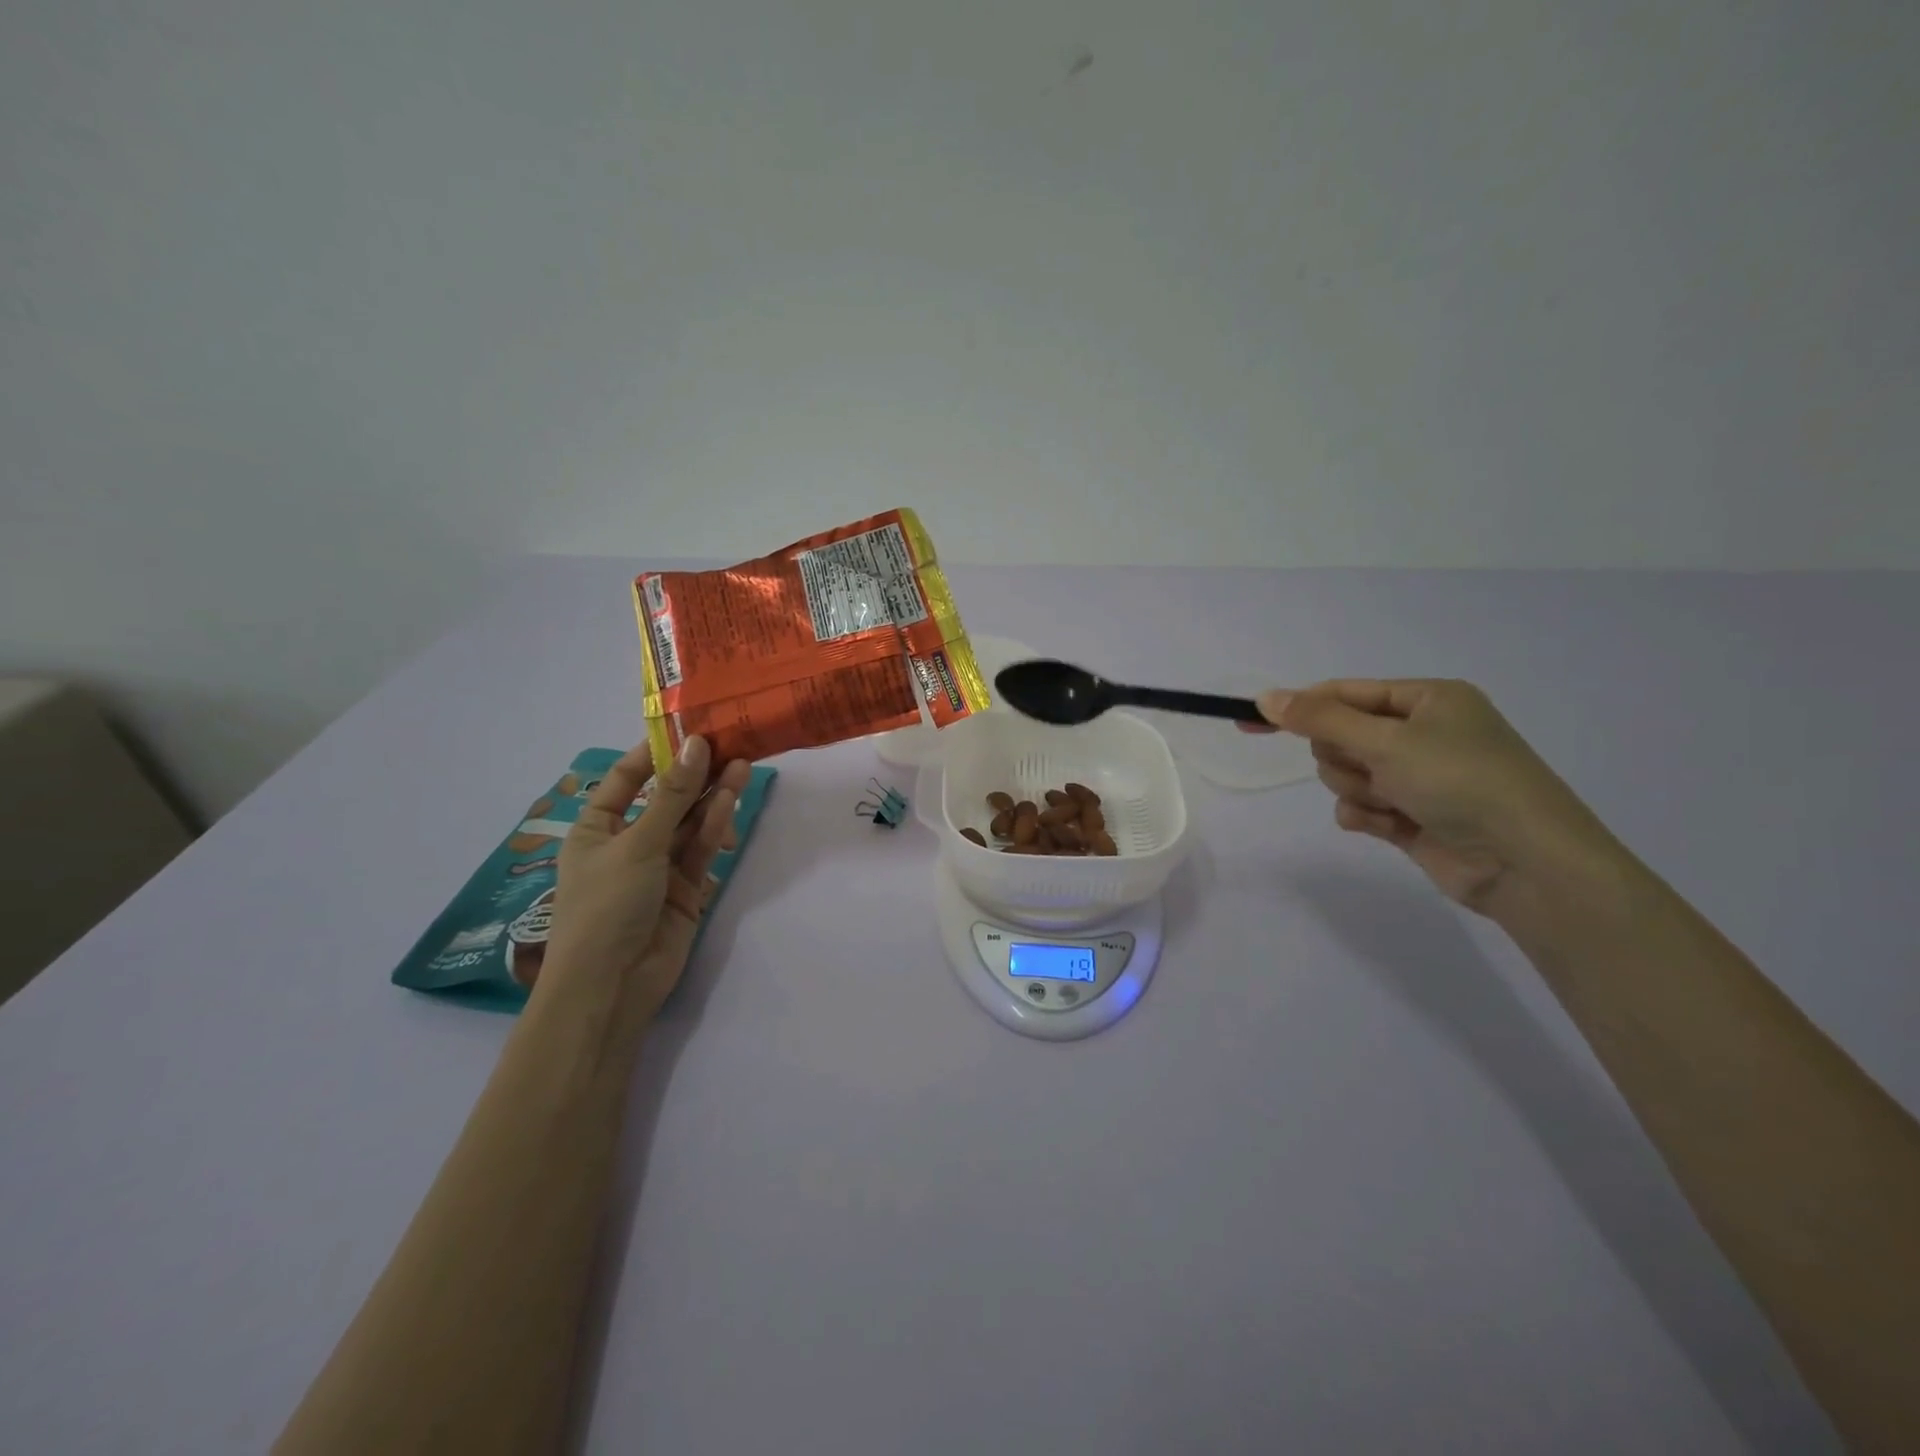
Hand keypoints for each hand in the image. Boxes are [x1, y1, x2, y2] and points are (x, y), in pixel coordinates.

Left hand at [541, 736, 752, 1021]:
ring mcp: (658, 866)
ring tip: (742, 765)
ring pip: (689, 822)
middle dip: (695, 774)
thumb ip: (673, 795)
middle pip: (666, 799)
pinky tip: (732, 800)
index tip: (689, 727)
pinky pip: (700, 849)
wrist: (612, 985)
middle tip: (729, 742)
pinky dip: (715, 826)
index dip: (655, 752)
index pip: (626, 779)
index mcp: (596, 827)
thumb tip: (696, 745)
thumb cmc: (606, 905)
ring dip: (712, 796)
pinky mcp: (686, 888)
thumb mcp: (637, 842)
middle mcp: (627, 842)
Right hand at [1252, 679, 1613, 914]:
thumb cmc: (1461, 782)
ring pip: (1347, 775)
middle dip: (1345, 758)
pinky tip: (1391, 826)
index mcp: (1428, 700)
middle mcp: (1423, 734)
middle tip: (1374, 769)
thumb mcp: (1387, 741)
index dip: (1299, 707)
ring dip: (1360, 790)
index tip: (1251, 720)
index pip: (1345, 694)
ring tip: (1394, 803)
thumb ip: (1321, 719)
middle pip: (1341, 737)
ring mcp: (1418, 777)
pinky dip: (1367, 816)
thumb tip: (1266, 697)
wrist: (1526, 863)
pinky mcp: (1412, 817)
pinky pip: (1361, 808)